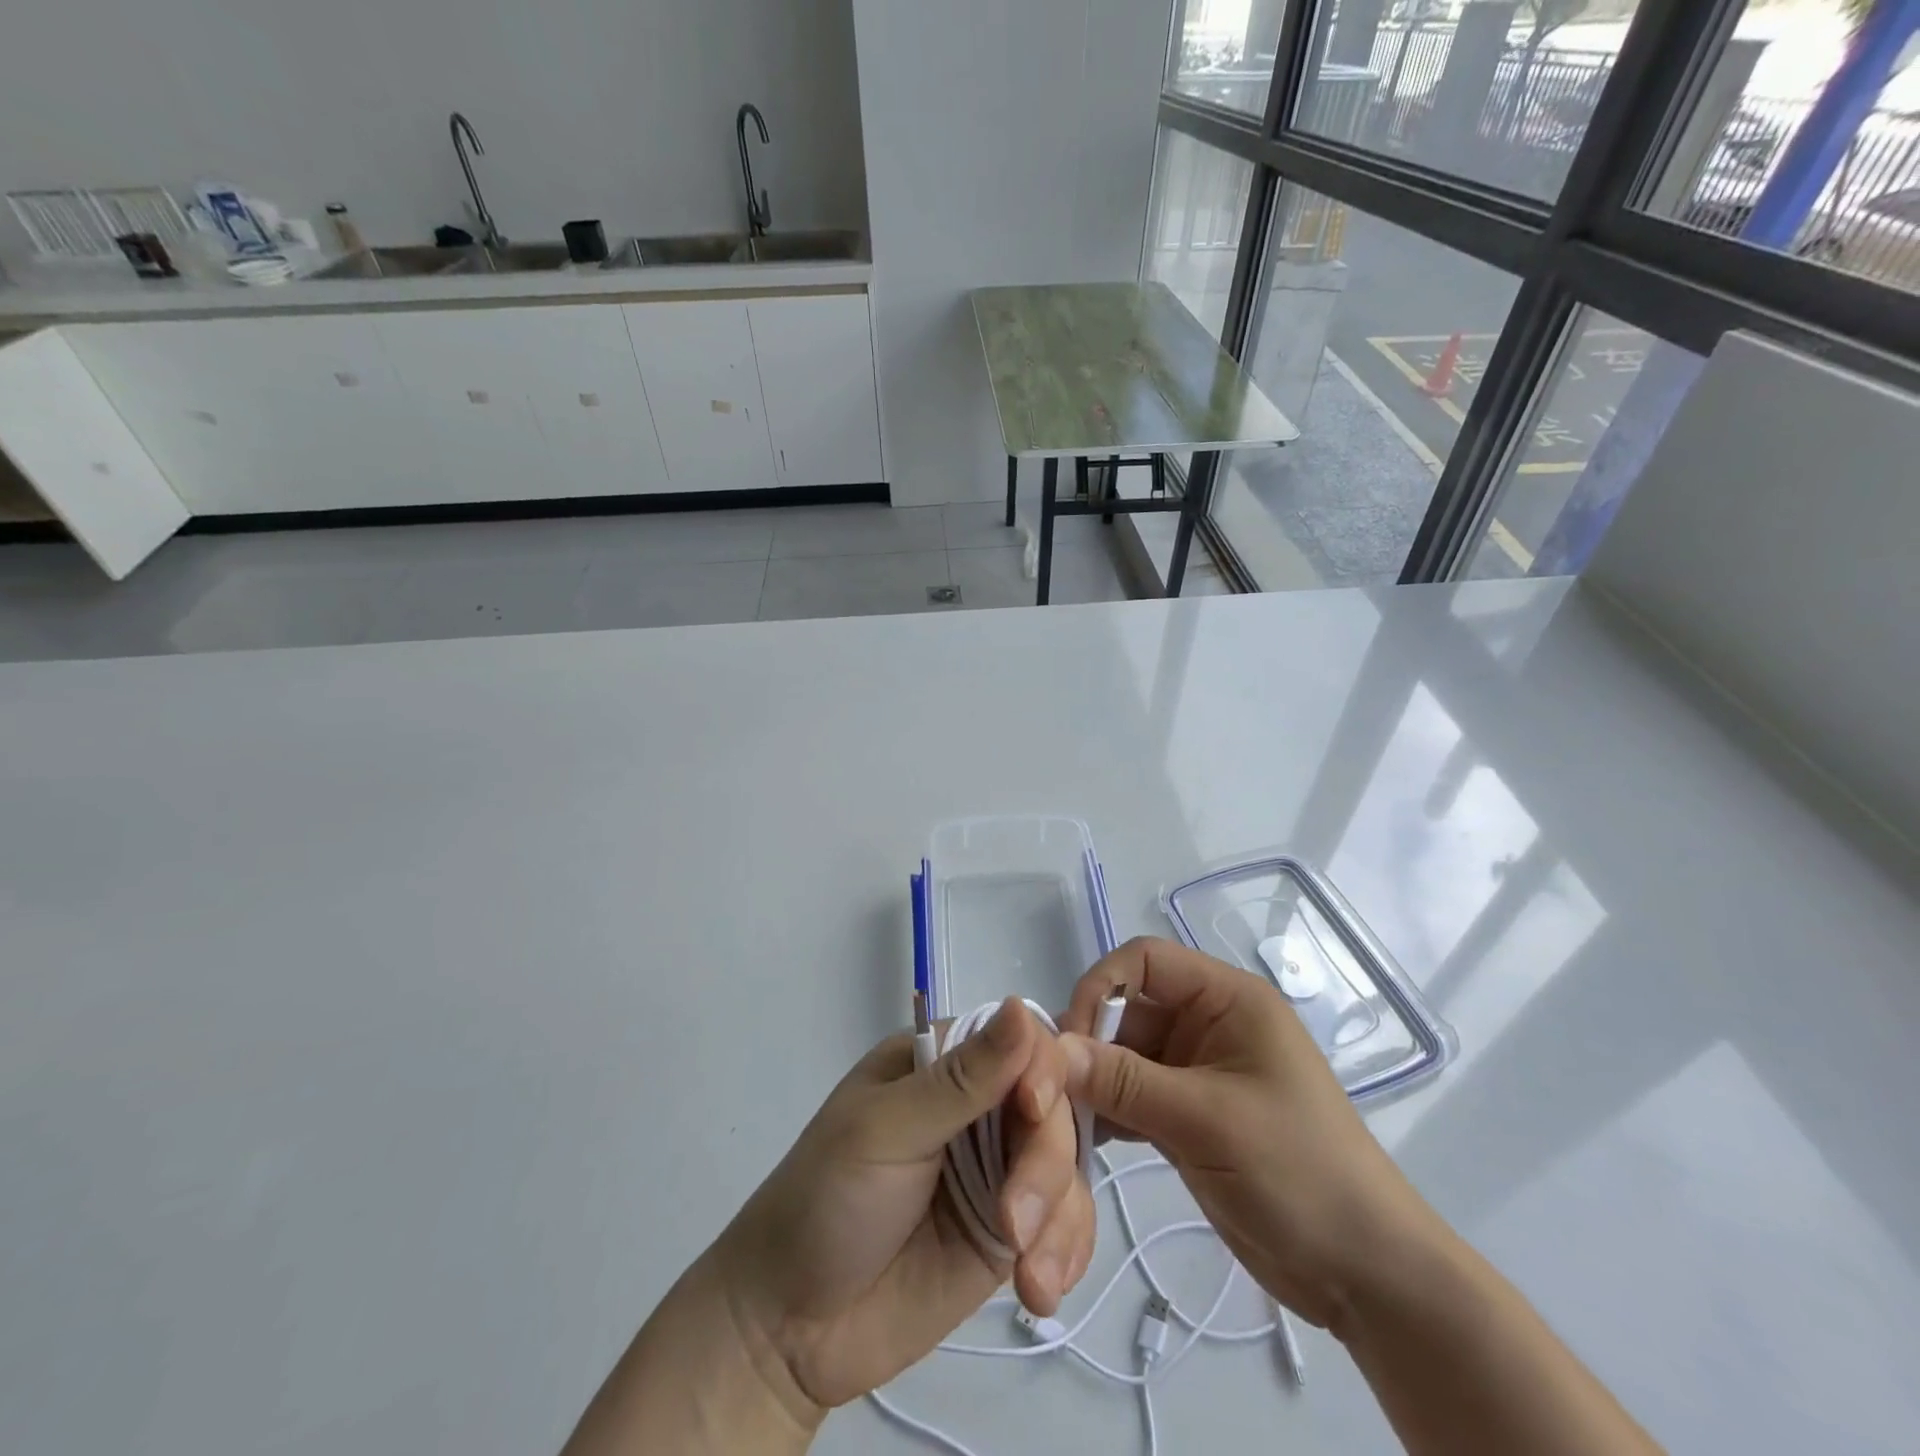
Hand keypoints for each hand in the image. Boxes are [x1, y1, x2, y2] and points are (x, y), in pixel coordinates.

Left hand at [713, 998, 1095, 1416]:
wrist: (790, 1329)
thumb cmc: (825, 1200)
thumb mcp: (887, 1131)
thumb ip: (961, 1080)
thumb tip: (1017, 1003)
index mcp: (941, 1060)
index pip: (1019, 1039)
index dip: (1042, 1069)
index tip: (1033, 1111)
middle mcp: (977, 1105)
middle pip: (1053, 1105)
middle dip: (1045, 1162)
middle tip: (1013, 1224)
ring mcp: (997, 1167)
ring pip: (1067, 1164)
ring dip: (1060, 1217)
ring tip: (1028, 1277)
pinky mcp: (1009, 1228)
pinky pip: (1063, 1222)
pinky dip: (1066, 1252)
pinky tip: (1040, 1291)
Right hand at [1059, 938, 1446, 1335]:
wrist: (1364, 1275)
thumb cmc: (1298, 1172)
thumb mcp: (1207, 1120)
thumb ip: (1125, 1081)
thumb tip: (1051, 1050)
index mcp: (1227, 999)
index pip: (1145, 961)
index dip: (1100, 987)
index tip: (1070, 1042)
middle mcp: (1209, 1024)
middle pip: (1128, 1009)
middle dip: (1091, 1043)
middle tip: (1055, 1090)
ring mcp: (1197, 1071)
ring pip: (1124, 1055)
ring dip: (1094, 1082)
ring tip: (1062, 1120)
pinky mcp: (1188, 1115)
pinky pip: (1133, 1096)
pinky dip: (1109, 1112)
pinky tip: (1084, 1141)